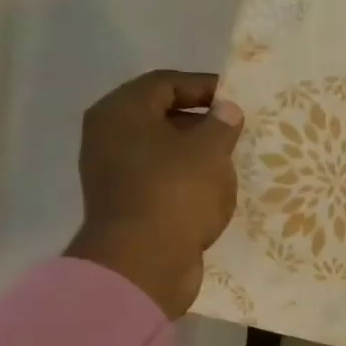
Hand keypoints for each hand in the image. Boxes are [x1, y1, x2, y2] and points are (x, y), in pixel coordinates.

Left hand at [63, 70, 243, 318]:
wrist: (144, 262)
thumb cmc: (176, 193)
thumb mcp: (210, 151)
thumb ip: (221, 123)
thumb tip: (226, 108)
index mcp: (121, 112)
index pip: (164, 83)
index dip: (203, 85)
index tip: (237, 98)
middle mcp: (109, 136)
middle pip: (160, 115)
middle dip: (201, 120)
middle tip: (237, 129)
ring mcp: (114, 172)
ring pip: (161, 149)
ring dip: (196, 152)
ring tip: (231, 159)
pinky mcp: (126, 203)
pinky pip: (161, 178)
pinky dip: (187, 178)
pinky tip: (214, 188)